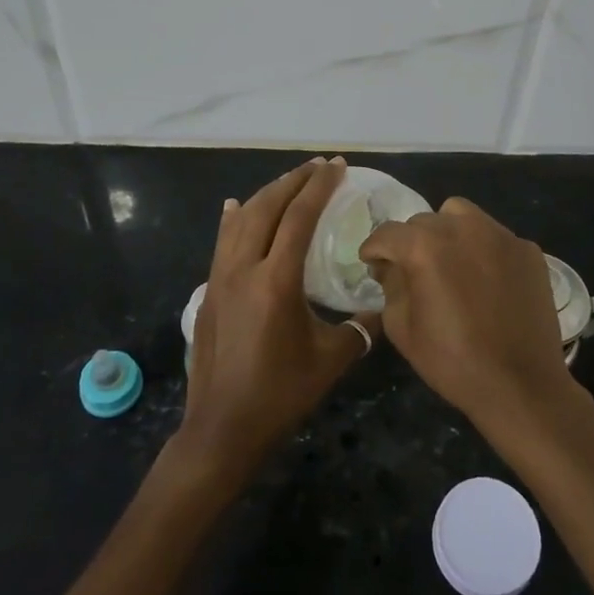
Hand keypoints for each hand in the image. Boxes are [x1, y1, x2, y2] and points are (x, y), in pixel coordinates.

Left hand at [179, 157, 380, 484]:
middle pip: (268, 207)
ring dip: (267, 194)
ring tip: (289, 181)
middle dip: (294, 181)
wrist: (223, 427)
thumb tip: (384, 306)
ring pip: (242, 220)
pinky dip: (236, 218)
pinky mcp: (209, 290)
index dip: (319, 187)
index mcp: (276, 280)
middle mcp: (244, 268)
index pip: (299, 217)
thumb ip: (361, 328)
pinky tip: (236, 207)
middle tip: (317, 166)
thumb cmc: (281, 393)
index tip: (336, 166)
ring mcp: (221, 277)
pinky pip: (223, 241)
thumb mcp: (331, 359)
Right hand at [359, 198, 573, 438]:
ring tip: (450, 263)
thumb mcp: (402, 328)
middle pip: (424, 221)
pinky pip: (494, 236)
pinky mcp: (527, 249)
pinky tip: (486, 280)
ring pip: (461, 215)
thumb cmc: (454, 362)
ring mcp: (500, 235)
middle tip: (412, 271)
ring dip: (447, 232)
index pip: (388, 233)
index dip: (374, 248)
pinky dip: (482, 249)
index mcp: (426, 247)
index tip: (372, 264)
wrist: (521, 385)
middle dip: (411, 243)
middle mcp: (463, 228)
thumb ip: (390, 286)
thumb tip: (391, 267)